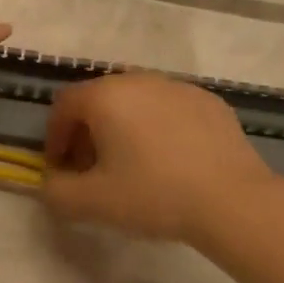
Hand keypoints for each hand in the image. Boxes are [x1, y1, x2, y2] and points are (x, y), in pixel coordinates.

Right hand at [41, 73, 277, 242]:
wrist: (234, 201)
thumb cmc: (154, 194)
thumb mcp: (93, 202)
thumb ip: (57, 192)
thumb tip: (49, 183)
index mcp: (105, 95)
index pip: (64, 105)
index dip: (55, 136)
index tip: (61, 167)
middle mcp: (137, 79)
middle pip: (99, 99)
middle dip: (88, 132)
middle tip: (94, 169)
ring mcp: (176, 86)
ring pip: (136, 101)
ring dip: (123, 127)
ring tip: (134, 165)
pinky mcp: (209, 101)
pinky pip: (169, 109)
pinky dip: (159, 127)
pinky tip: (172, 161)